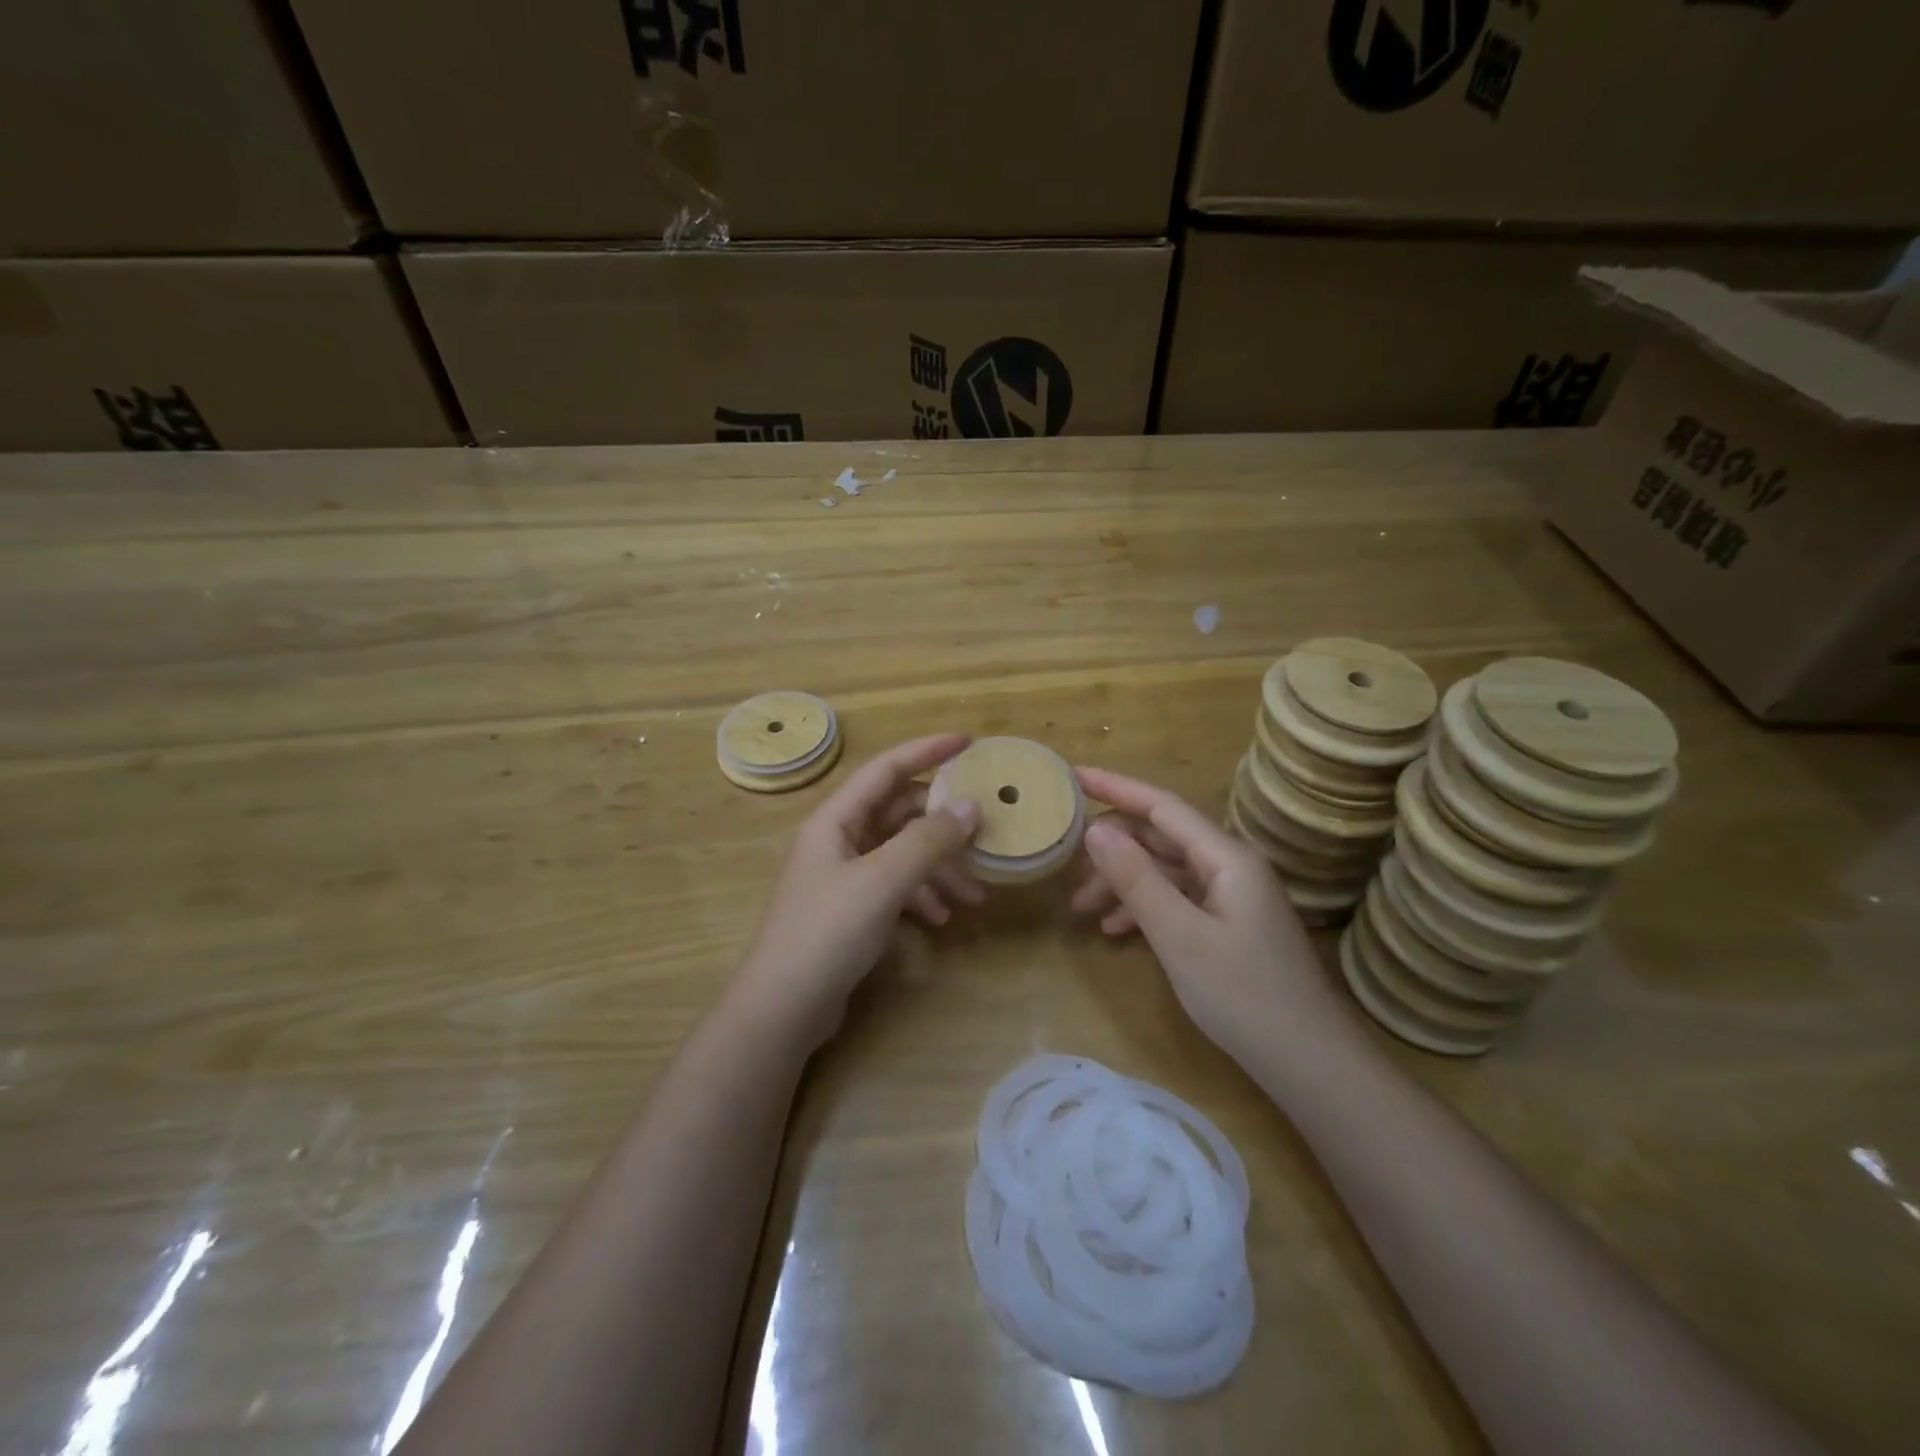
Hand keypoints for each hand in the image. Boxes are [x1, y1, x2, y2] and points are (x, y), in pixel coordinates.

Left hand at [735, 733, 982, 1046]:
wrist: (782, 1009)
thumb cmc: (827, 932)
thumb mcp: (882, 881)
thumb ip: (928, 841)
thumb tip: (971, 807)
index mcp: (836, 820)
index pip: (886, 769)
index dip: (927, 750)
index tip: (969, 742)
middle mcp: (839, 840)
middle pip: (899, 813)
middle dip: (943, 824)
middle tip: (986, 831)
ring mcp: (844, 877)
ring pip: (902, 854)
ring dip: (939, 867)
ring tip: (975, 894)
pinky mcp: (851, 910)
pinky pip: (895, 887)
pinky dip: (921, 895)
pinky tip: (942, 917)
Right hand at [1069, 766, 1356, 1065]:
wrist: (1309, 1063)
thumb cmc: (1244, 995)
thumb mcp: (1179, 936)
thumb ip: (1136, 879)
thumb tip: (1095, 830)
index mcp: (1226, 856)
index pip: (1161, 805)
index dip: (1114, 787)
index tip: (1071, 775)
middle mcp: (1230, 865)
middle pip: (1160, 838)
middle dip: (1112, 849)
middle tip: (1066, 867)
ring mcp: (1232, 895)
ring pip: (1165, 871)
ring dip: (1124, 883)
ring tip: (1082, 910)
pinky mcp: (1230, 923)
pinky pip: (1178, 898)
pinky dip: (1145, 907)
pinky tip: (1116, 929)